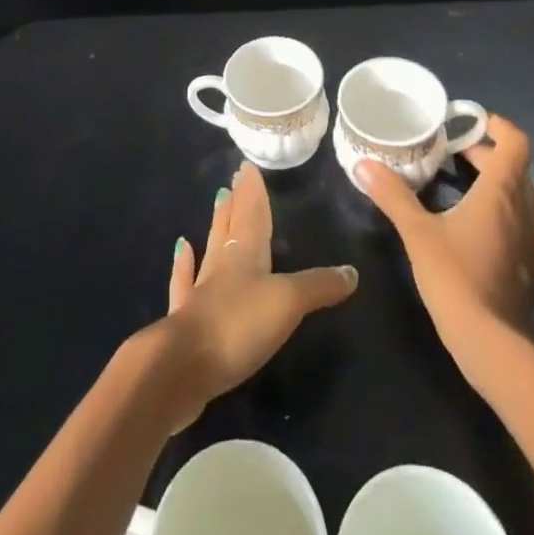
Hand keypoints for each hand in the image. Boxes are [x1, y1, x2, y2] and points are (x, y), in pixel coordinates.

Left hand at [152, 161, 358, 429]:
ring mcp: (200, 291)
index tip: (247, 167)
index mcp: (245, 254)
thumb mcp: (288, 302)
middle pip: (231, 226)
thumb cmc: (239, 325)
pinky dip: (183, 265)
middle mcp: (222, 265)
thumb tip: (352, 272)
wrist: (182, 368)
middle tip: (233, 179)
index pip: (252, 214)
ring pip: (211, 249)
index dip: (253, 192)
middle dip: (237, 202)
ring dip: (216, 225)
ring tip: (218, 201)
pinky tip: (181, 248)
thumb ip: (319, 285)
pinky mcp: (186, 321)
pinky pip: (185, 283)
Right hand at [356, 114, 533, 369]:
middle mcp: (528, 208)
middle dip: (488, 155)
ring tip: (477, 189)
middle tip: (455, 156)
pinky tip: (498, 229)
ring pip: (531, 195)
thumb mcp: (417, 232)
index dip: (496, 126)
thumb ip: (393, 195)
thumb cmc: (455, 278)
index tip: (470, 124)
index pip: (515, 142)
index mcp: (502, 191)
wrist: (493, 344)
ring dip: (508, 184)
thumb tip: (364, 164)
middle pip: (517, 166)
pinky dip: (520, 215)